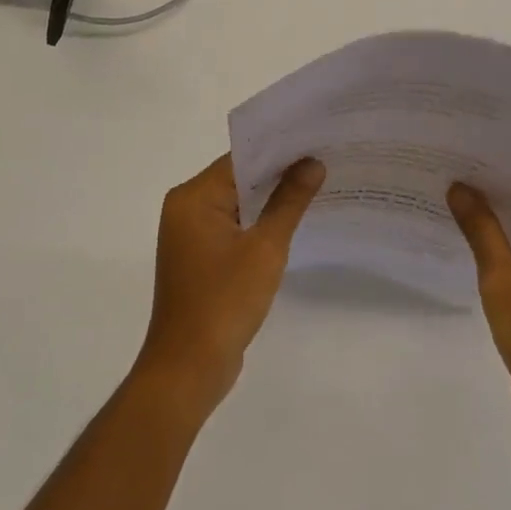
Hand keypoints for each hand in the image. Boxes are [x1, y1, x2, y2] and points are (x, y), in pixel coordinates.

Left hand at [137, 154, 324, 413]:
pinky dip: (258, 222)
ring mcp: (190, 234)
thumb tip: (312, 163)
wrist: (188, 369)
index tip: (315, 141)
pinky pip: (233, 226)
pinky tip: (292, 221)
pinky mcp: (199, 256)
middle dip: (279, 172)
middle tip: (324, 159)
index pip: (240, 159)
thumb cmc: (224, 302)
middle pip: (238, 178)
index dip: (278, 150)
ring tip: (317, 184)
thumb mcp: (265, 248)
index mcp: (193, 197)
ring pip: (237, 203)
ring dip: (270, 198)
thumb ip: (289, 201)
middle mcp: (186, 208)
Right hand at [448, 172, 510, 449]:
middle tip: (451, 163)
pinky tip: (465, 235)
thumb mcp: (504, 278)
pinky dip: (500, 242)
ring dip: (495, 214)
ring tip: (450, 191)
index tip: (471, 144)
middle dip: (495, 184)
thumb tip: (459, 186)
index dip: (508, 159)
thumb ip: (480, 228)